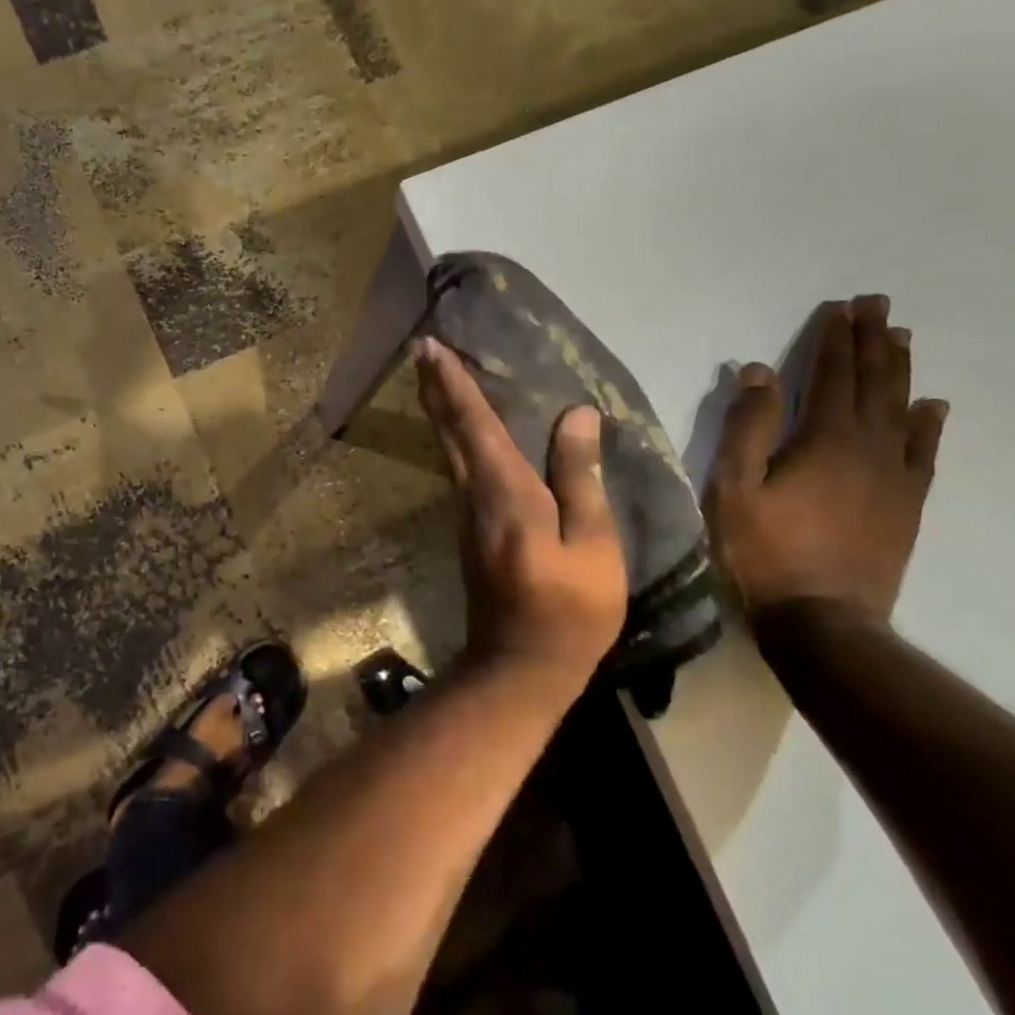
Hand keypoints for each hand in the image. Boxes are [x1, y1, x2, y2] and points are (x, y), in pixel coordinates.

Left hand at [415, 337, 627, 674]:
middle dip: (435, 387)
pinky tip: (461, 430)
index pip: (475, 424)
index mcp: (506, 493)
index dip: (453, 384)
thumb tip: (577, 416)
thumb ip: (580, 478)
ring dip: (440, 409)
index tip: (431, 347)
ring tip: (435, 375)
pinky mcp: (469, 532)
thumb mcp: (593, 546)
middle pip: (450, 431)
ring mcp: (466, 515)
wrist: (519, 667)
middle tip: (421, 349)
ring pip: (448, 450)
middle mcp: (474, 496)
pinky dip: (454, 437)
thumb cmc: (570, 610)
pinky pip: (458, 469)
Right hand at [704, 295, 947, 621]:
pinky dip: (928, 425)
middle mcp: (868, 447)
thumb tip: (756, 371)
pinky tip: (932, 406)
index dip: (835, 339)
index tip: (841, 306)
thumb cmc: (764, 551)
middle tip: (879, 304)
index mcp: (823, 439)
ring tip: (902, 338)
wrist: (822, 620)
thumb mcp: (733, 487)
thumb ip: (746, 427)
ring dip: (900, 371)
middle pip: (873, 383)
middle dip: (873, 341)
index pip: (831, 375)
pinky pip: (924, 454)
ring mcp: (894, 477)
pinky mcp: (906, 506)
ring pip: (902, 410)